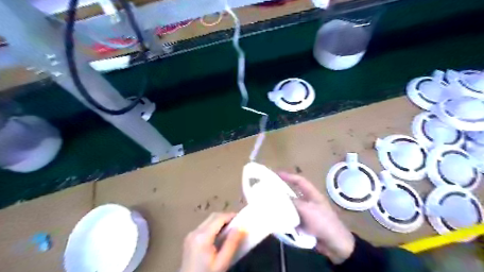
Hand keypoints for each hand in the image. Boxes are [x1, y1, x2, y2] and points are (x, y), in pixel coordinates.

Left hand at [180, 212, 246, 271]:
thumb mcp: (222, 262)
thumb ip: (232, 243)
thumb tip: (241, 227)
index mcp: (202, 236)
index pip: (219, 218)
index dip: (231, 216)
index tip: (242, 218)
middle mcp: (195, 231)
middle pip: (213, 217)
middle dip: (226, 217)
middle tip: (238, 224)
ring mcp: (190, 235)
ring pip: (208, 220)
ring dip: (220, 221)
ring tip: (231, 230)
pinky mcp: (189, 239)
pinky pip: (203, 227)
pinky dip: (213, 226)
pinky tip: (220, 236)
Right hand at [276, 172, 353, 263]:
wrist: (335, 244)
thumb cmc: (323, 222)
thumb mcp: (307, 209)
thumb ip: (293, 202)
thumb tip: (279, 197)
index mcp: (312, 194)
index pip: (299, 181)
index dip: (288, 176)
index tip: (276, 174)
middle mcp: (308, 202)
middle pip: (292, 194)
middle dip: (281, 193)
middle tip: (268, 192)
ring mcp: (306, 213)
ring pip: (290, 207)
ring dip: (282, 208)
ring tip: (268, 206)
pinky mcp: (304, 224)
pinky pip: (291, 218)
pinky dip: (285, 219)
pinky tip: (276, 220)